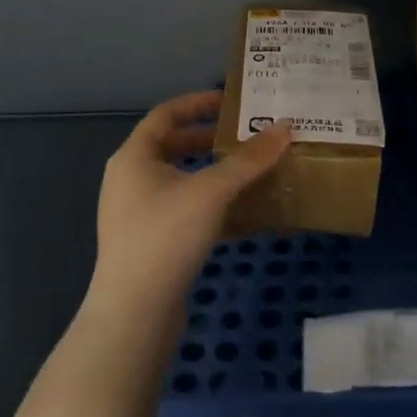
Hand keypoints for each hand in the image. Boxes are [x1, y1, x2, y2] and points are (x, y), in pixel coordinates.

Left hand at [91, 91, 290, 314]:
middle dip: (211, 141)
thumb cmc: (167, 236)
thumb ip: (249, 159)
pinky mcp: (152, 244)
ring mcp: (139, 215)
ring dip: (216, 175)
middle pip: (174, 147)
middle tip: (247, 137)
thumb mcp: (212, 191)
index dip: (199, 103)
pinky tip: (249, 217)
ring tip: (253, 173)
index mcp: (134, 157)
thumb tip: (285, 126)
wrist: (135, 314)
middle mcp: (131, 180)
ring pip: (183, 183)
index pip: (166, 114)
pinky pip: (187, 214)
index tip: (232, 101)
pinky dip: (215, 209)